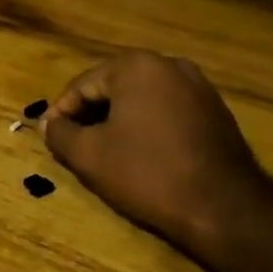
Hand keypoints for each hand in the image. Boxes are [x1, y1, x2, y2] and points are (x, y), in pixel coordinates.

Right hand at [42, 50, 272, 263]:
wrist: (224, 206)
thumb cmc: (147, 173)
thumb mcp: (90, 156)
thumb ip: (60, 134)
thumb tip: (48, 123)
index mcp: (136, 66)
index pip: (83, 85)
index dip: (61, 112)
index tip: (50, 137)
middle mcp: (169, 64)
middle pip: (113, 87)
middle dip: (90, 114)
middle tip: (74, 144)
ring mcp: (198, 86)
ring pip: (142, 99)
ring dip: (119, 120)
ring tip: (105, 151)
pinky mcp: (216, 110)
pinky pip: (168, 110)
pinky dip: (148, 126)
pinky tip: (141, 154)